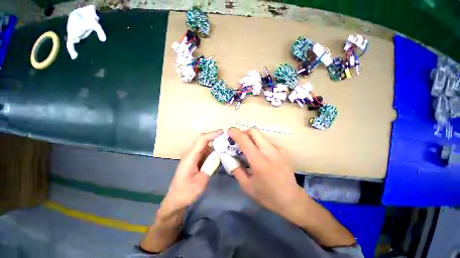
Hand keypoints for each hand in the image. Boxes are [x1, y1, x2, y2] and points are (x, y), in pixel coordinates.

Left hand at [160, 130, 222, 214]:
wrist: (175, 201)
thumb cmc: (185, 193)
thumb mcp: (199, 183)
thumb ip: (209, 168)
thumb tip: (219, 155)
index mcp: (190, 157)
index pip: (202, 140)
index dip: (213, 134)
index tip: (224, 132)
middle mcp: (191, 154)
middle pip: (205, 141)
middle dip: (217, 139)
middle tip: (229, 142)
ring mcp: (193, 157)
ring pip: (207, 147)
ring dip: (216, 147)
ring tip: (228, 150)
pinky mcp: (196, 161)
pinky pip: (206, 154)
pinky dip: (214, 154)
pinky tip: (221, 158)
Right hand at [228, 127, 303, 217]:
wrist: (291, 199)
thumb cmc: (266, 195)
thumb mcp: (246, 185)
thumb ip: (235, 168)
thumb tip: (229, 156)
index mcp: (258, 161)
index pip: (244, 139)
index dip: (235, 132)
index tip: (229, 132)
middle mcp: (269, 151)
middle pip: (254, 131)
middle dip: (244, 133)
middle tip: (239, 141)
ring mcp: (278, 149)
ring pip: (261, 135)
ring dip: (252, 138)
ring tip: (249, 149)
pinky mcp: (283, 150)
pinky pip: (267, 141)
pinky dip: (260, 144)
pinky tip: (261, 155)